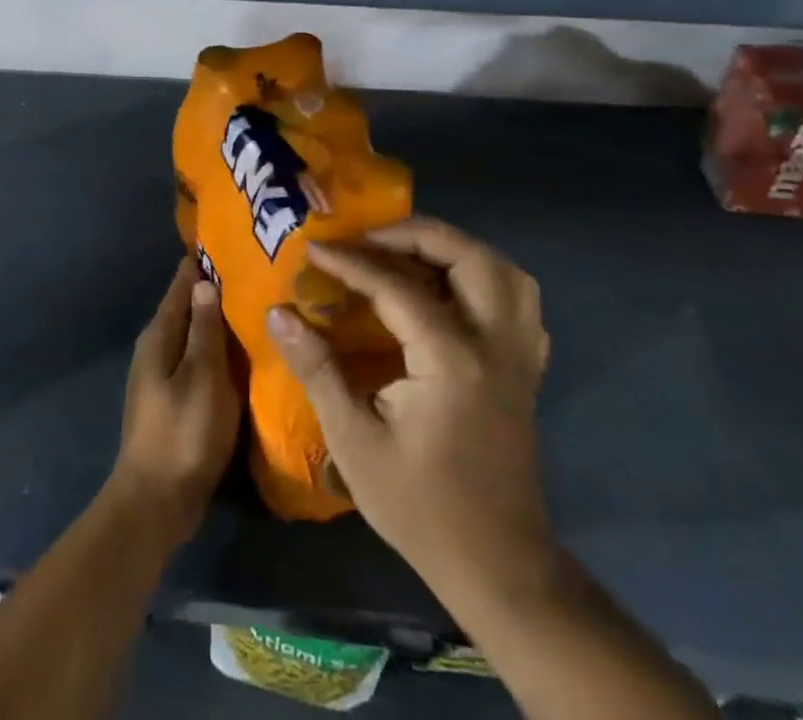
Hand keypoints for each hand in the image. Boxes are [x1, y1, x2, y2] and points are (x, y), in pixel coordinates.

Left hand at [111, 258, 240, 544]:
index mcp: (159, 334)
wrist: (156, 501)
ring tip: (254, 307)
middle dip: (214, 290)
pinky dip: (216, 351)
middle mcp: (156, 347)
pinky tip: (241, 354)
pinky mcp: (174, 399)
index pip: (182, 284)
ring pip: (194, 335)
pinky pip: (198, 361)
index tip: (233, 242)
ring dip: (217, 322)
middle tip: (255, 272)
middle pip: (187, 308)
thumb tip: (204, 280)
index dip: (203, 263)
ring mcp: (162, 375)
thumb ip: (204, 329)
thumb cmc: (183, 432)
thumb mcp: (202, 375)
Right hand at [267, 218, 553, 599]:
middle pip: (466, 257)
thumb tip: (278, 313)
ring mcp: (518, 356)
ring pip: (502, 271)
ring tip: (408, 253)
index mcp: (451, 360)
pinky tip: (451, 291)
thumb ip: (318, 369)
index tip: (314, 248)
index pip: (397, 286)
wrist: (498, 567)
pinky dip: (485, 279)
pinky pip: (519, 302)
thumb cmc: (420, 506)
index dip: (351, 262)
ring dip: (455, 249)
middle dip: (413, 234)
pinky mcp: (525, 370)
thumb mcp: (354, 441)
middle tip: (368, 239)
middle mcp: (494, 345)